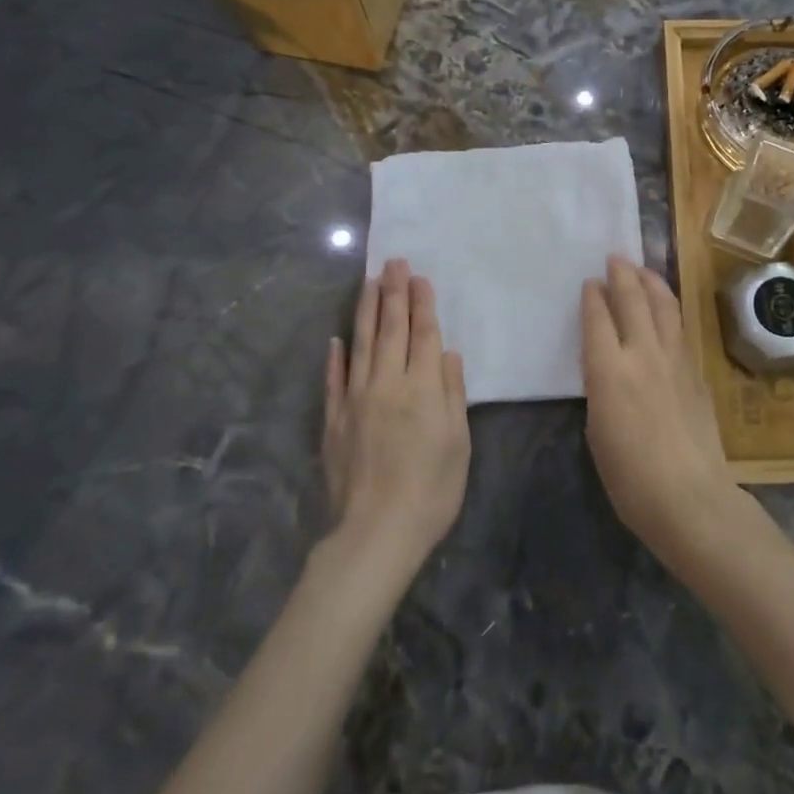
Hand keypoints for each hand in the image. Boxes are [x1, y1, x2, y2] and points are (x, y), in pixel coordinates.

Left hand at [324, 260, 469, 574]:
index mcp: (423, 387)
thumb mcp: (459, 442)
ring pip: (361, 344)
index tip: (419, 277)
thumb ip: (453, 393)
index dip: (423, 304)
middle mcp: (387, 383)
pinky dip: (336, 357)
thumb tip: (447, 354)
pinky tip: (336, 339)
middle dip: (394, 293)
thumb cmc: (432, 490)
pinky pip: (334, 380)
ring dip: (366, 311)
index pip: (424, 334)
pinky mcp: (333, 420)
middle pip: (391, 329)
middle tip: (393, 262)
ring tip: (369, 283)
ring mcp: (355, 399)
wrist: (377, 532)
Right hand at [581, 256, 750, 572]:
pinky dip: (668, 307)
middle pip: (631, 300)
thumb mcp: (597, 430)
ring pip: (662, 305)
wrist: (690, 497)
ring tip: (642, 269)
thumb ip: (601, 388)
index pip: (598, 318)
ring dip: (650, 281)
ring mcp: (674, 359)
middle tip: (614, 258)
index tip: (590, 282)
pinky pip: (679, 326)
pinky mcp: (695, 371)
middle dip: (622, 275)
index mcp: (608, 371)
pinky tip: (665, 306)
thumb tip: (608, 367)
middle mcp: (642, 354)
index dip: (592, 297)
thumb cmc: (630, 477)